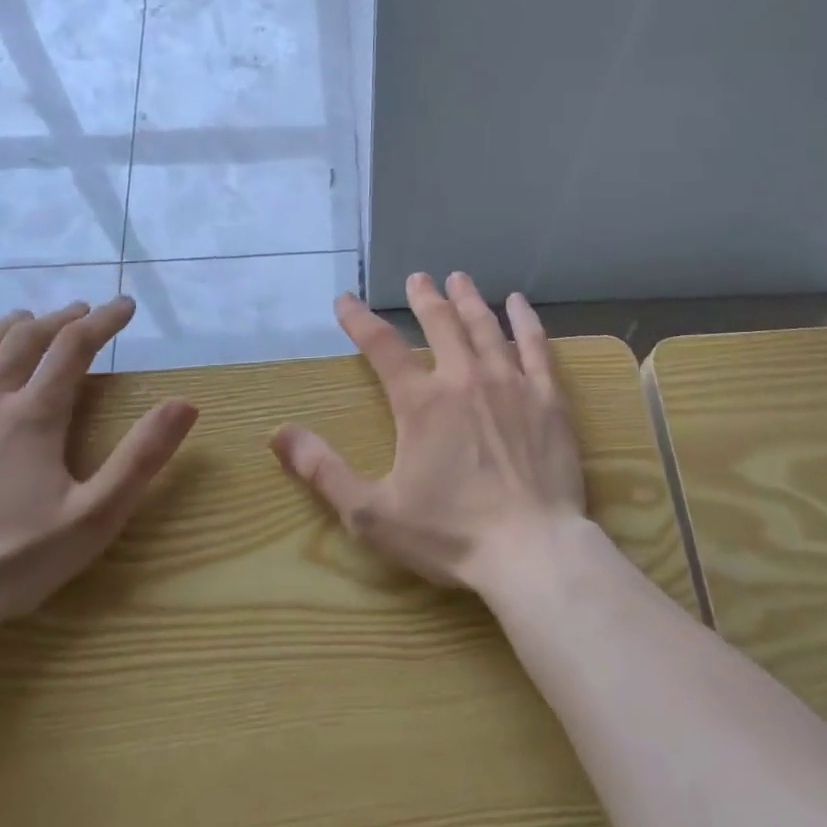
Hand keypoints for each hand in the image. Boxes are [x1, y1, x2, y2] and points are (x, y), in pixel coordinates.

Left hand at [0, 298, 197, 650]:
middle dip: (58, 320)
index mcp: (32, 416)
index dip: (104, 321)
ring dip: (2, 328)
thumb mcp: (95, 516)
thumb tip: (186, 403)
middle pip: (23, 341)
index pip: (74, 348)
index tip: (125, 306)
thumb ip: (143, 456)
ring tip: (23, 319)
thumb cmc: (10, 564)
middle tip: (80, 313)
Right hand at [271, 271, 585, 591]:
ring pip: (485, 327)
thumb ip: (323, 471)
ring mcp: (511, 384)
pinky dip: (526, 321)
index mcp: (421, 403)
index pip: (381, 347)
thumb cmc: (450, 534)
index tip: (345, 300)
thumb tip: (279, 434)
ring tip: (460, 278)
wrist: (531, 549)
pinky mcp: (548, 397)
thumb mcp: (371, 513)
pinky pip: (537, 347)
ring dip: (469, 300)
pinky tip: (520, 303)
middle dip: (425, 298)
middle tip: (418, 277)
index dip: (359, 320)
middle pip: (441, 324)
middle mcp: (464, 379)